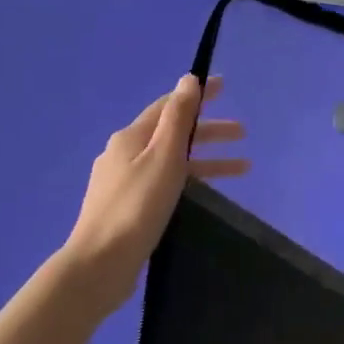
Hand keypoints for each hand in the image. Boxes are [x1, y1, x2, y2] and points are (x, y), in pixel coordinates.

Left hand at [56, 75, 247, 314]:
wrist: (100, 263)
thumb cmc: (137, 205)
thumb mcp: (164, 156)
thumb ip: (178, 117)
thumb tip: (187, 79)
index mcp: (131, 137)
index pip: (169, 106)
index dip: (197, 95)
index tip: (225, 87)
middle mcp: (124, 154)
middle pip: (173, 133)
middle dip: (209, 130)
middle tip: (243, 133)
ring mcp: (124, 182)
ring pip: (173, 161)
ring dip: (207, 159)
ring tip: (243, 168)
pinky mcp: (129, 208)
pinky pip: (167, 182)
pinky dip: (191, 180)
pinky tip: (207, 192)